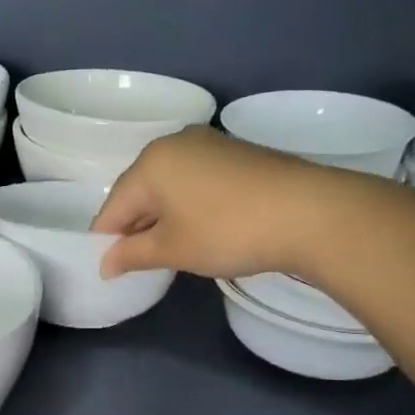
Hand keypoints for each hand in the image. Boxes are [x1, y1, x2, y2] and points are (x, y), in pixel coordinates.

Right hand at [92, 126, 349, 279]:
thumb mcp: (173, 249)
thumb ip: (132, 255)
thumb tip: (105, 264)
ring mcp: (209, 143)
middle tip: (141, 262)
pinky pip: (195, 179)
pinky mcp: (236, 152)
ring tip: (172, 247)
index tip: (112, 270)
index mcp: (150, 163)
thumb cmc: (227, 231)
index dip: (108, 241)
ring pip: (169, 184)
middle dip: (135, 226)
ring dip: (163, 215)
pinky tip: (201, 227)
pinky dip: (189, 203)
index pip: (113, 206)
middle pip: (139, 190)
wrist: (310, 212)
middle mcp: (174, 143)